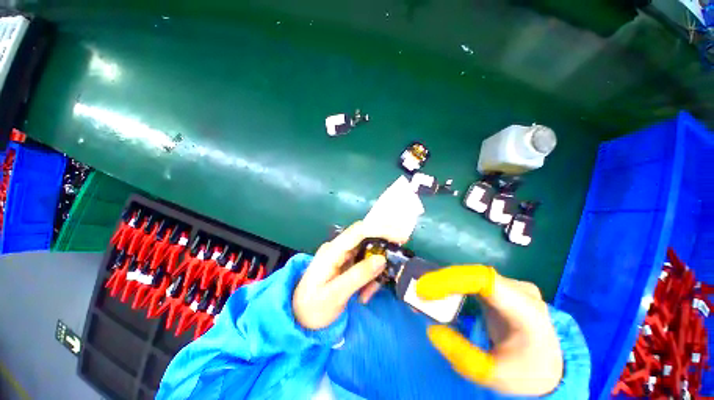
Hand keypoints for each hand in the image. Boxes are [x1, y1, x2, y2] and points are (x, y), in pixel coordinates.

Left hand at [293, 221, 393, 330]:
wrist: (298, 318)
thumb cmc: (313, 307)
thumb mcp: (336, 295)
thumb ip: (359, 275)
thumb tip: (382, 259)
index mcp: (332, 251)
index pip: (359, 231)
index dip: (380, 230)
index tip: (400, 237)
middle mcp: (338, 248)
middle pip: (366, 239)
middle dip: (381, 251)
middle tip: (395, 263)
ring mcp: (342, 255)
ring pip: (367, 253)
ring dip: (374, 271)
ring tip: (368, 294)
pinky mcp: (345, 264)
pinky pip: (364, 264)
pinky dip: (369, 277)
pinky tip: (364, 295)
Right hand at [416, 266, 562, 395]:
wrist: (551, 365)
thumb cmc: (528, 371)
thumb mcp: (495, 374)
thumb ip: (462, 355)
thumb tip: (431, 328)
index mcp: (525, 308)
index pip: (483, 280)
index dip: (450, 279)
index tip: (425, 289)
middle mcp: (518, 289)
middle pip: (472, 275)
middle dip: (442, 281)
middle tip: (418, 292)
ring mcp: (510, 286)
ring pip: (469, 275)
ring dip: (444, 282)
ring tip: (424, 292)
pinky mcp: (500, 288)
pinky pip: (471, 280)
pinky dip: (452, 285)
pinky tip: (439, 292)